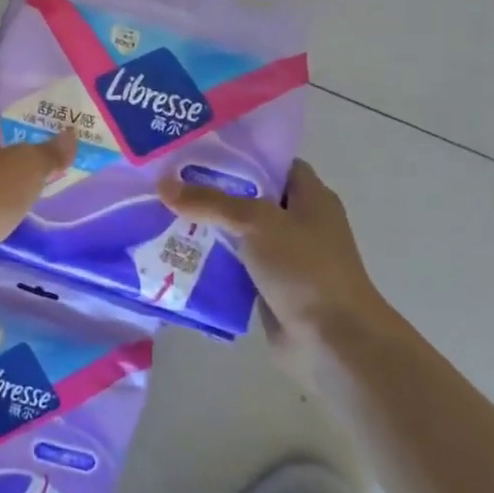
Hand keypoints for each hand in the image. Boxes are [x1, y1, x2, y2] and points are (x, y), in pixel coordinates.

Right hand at [159, 160, 399, 384]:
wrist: (333, 342)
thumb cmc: (305, 269)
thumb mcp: (257, 223)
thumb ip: (210, 202)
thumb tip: (163, 185)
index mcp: (310, 197)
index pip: (271, 162)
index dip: (238, 153)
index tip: (196, 149)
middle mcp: (298, 223)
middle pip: (249, 197)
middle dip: (211, 190)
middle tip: (167, 180)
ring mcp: (284, 258)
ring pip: (237, 233)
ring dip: (206, 228)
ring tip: (160, 213)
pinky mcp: (267, 288)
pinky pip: (232, 266)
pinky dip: (209, 261)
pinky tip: (174, 254)